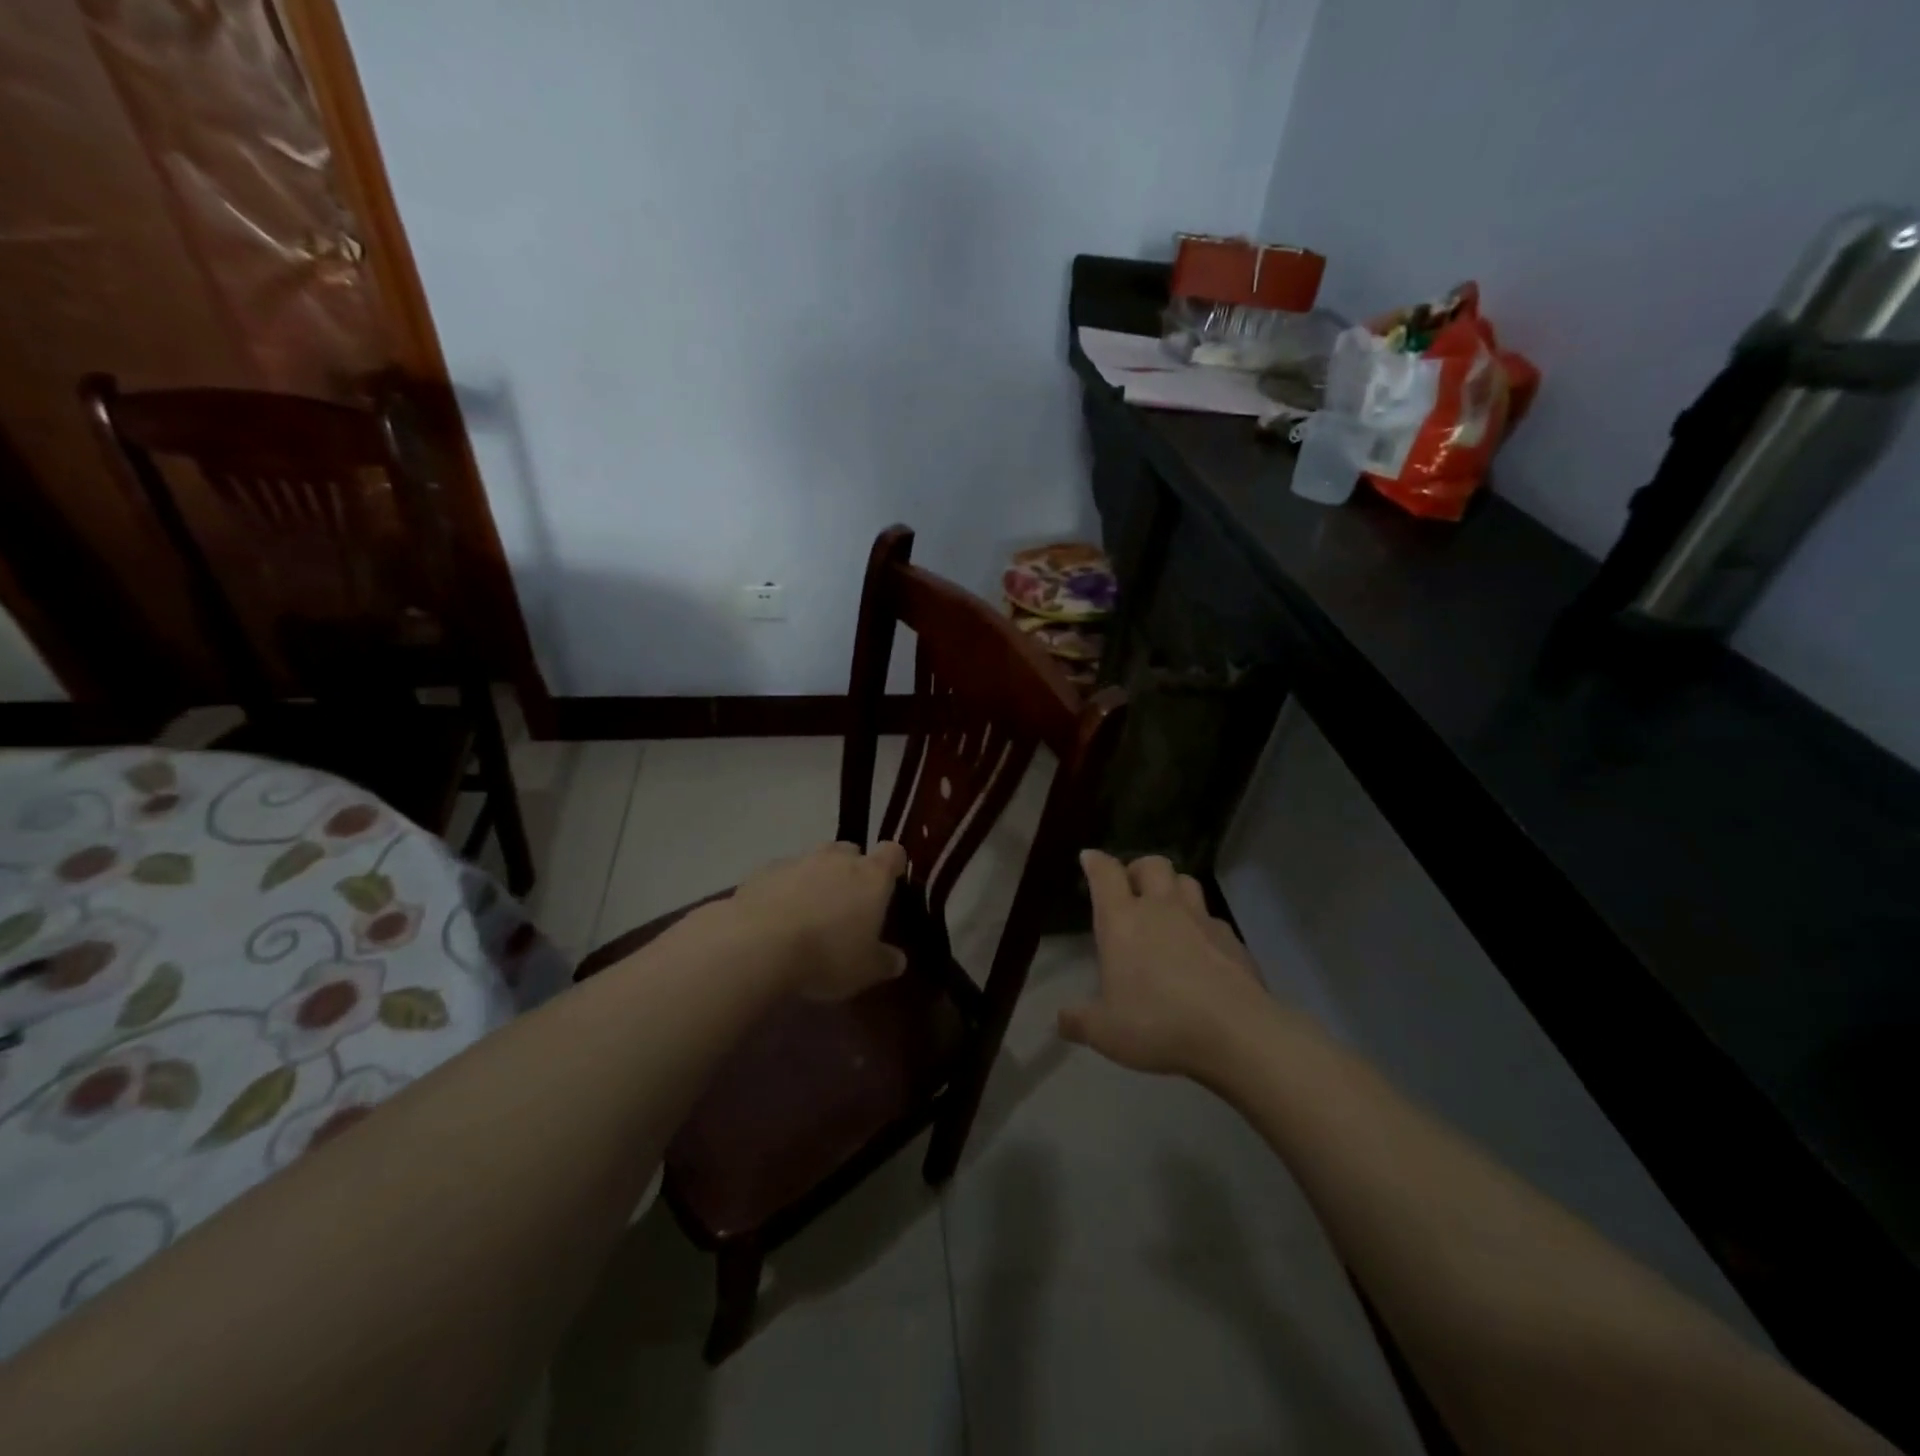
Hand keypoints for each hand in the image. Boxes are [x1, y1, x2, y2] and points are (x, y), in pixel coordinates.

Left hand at [727, 841, 907, 1000]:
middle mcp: (837, 859)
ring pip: (814, 861)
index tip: (891, 882)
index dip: (893, 864)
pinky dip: (784, 889)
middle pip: (850, 851)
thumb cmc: (826, 955)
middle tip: (847, 903)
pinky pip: (782, 875)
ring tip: (808, 912)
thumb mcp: (865, 970)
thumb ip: (884, 961)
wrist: (758, 945)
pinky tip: (776, 917)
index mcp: (871, 876)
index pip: (892, 853)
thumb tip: (897, 959)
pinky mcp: (763, 871)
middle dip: (851, 870)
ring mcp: (798, 860)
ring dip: (816, 879)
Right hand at [1058, 851, 1268, 1076]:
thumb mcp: (1106, 1032)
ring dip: (1173, 888)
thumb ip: (1080, 1022)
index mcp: (1122, 921)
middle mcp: (1161, 909)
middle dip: (1138, 869)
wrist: (1235, 1033)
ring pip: (1187, 882)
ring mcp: (1201, 920)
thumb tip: (1061, 1021)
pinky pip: (1213, 918)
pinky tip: (1201, 949)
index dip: (1096, 862)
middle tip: (1131, 889)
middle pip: (1152, 865)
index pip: (1106, 874)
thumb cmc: (1158, 1024)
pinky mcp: (1233, 939)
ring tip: (1167, 909)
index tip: (1089, 858)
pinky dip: (1202, 925)